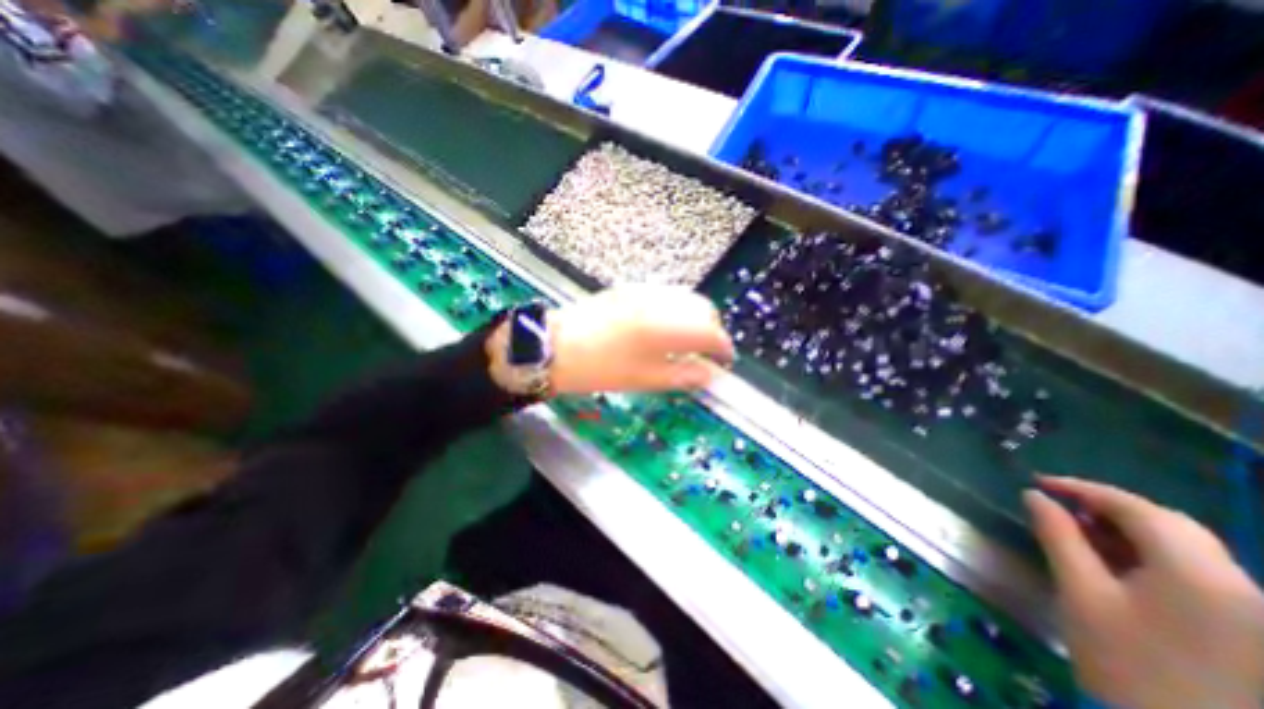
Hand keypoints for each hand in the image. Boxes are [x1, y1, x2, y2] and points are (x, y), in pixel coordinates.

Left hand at [549, 285, 735, 396]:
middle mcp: (660, 301)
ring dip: (695, 318)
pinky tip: (666, 327)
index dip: (723, 349)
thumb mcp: (645, 379)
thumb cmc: (601, 369)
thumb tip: (712, 375)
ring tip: (687, 341)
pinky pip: (668, 295)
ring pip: (687, 298)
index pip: (710, 333)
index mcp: (665, 328)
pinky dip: (678, 310)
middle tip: (705, 353)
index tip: (725, 362)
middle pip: (704, 309)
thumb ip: (685, 376)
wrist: (557, 346)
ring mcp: (645, 290)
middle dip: (712, 330)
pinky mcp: (632, 287)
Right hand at [1025, 476, 1263, 708]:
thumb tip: (1034, 495)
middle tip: (1057, 503)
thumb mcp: (1081, 592)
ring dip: (1128, 529)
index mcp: (1199, 575)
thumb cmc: (1124, 660)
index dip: (1083, 488)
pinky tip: (1115, 558)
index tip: (1037, 482)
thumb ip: (1058, 536)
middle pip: (1169, 524)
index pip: (1137, 509)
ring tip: (1078, 528)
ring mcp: (1251, 608)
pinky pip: (1196, 570)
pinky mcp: (1247, 624)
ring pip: (1185, 546)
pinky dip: (1150, 553)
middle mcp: (1241, 585)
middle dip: (1108, 506)